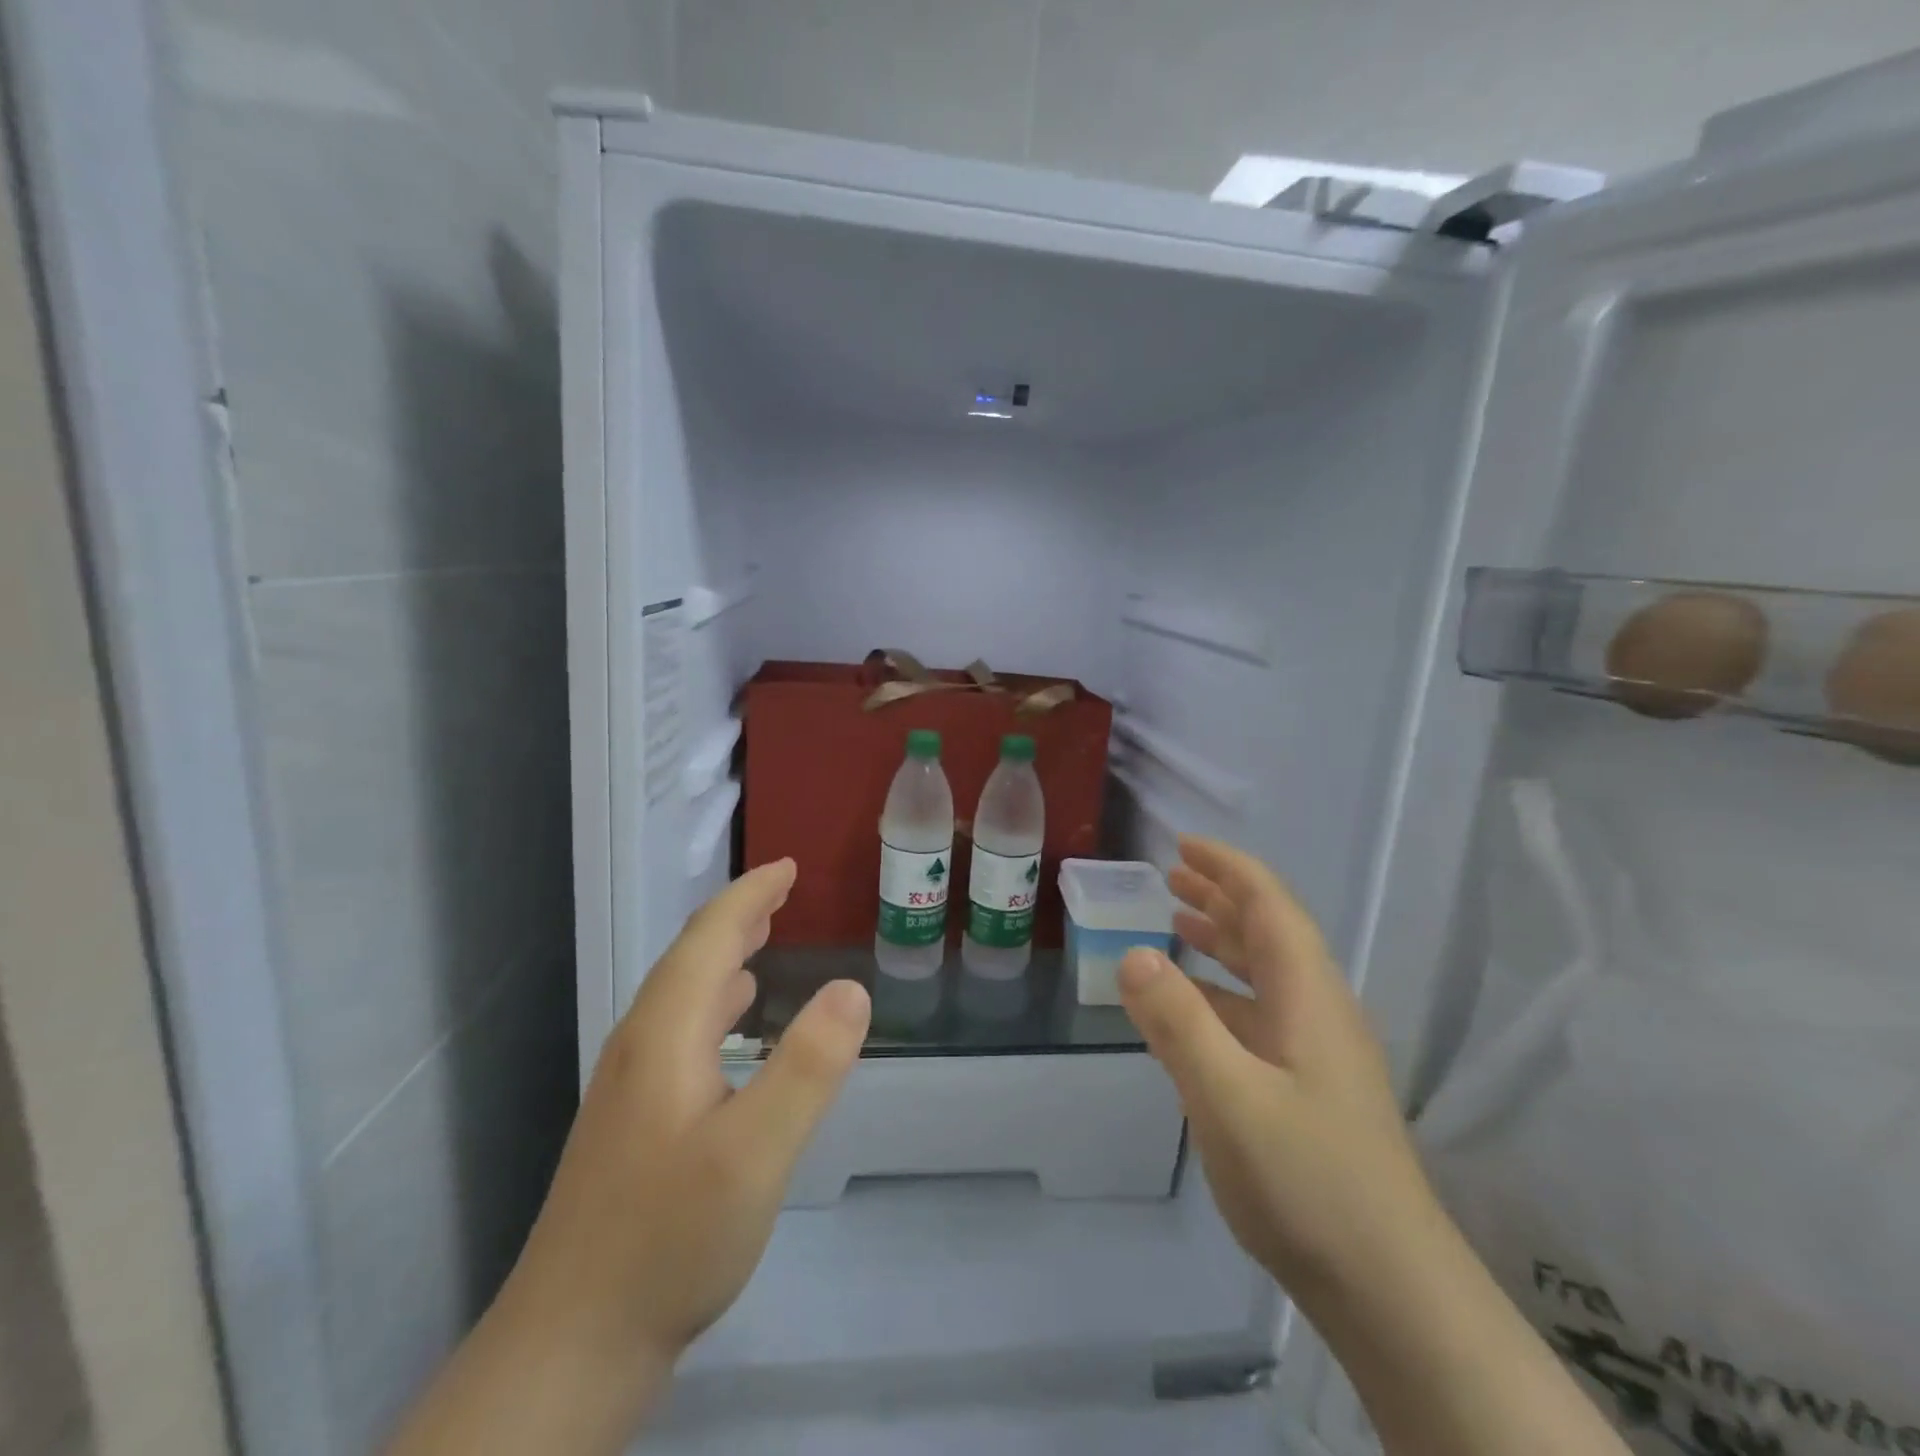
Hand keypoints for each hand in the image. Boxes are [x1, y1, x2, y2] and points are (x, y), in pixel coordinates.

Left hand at [511, 857, 870, 1365]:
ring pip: (683, 995)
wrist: (571, 1346)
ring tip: (763, 938)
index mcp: (665, 1033)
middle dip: (738, 916)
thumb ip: (808, 1067)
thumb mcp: (755, 1153)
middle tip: (782, 889)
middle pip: (690, 958)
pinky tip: (735, 1024)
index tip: (788, 867)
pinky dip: (716, 1001)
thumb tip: (852, 987)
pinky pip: (682, 1029)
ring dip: (724, 955)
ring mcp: (631, 1086)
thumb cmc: (669, 1239)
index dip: (750, 895)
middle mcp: (641, 1045)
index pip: (709, 937)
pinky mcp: (634, 1122)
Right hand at [1116, 837, 1437, 1303]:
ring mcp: (1317, 1054)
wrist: (1390, 1291)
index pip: (1270, 908)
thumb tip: (1133, 953)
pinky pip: (1259, 1015)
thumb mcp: (1229, 1099)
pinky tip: (1195, 1008)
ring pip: (1266, 975)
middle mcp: (1317, 1013)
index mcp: (1308, 998)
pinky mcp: (1309, 1090)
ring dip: (1224, 941)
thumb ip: (1179, 1023)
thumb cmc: (1309, 1182)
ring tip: (1179, 922)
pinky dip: (1223, 992)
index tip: (1184, 846)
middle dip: (1223, 897)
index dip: (1229, 870)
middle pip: (1270, 933)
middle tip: (1173, 876)